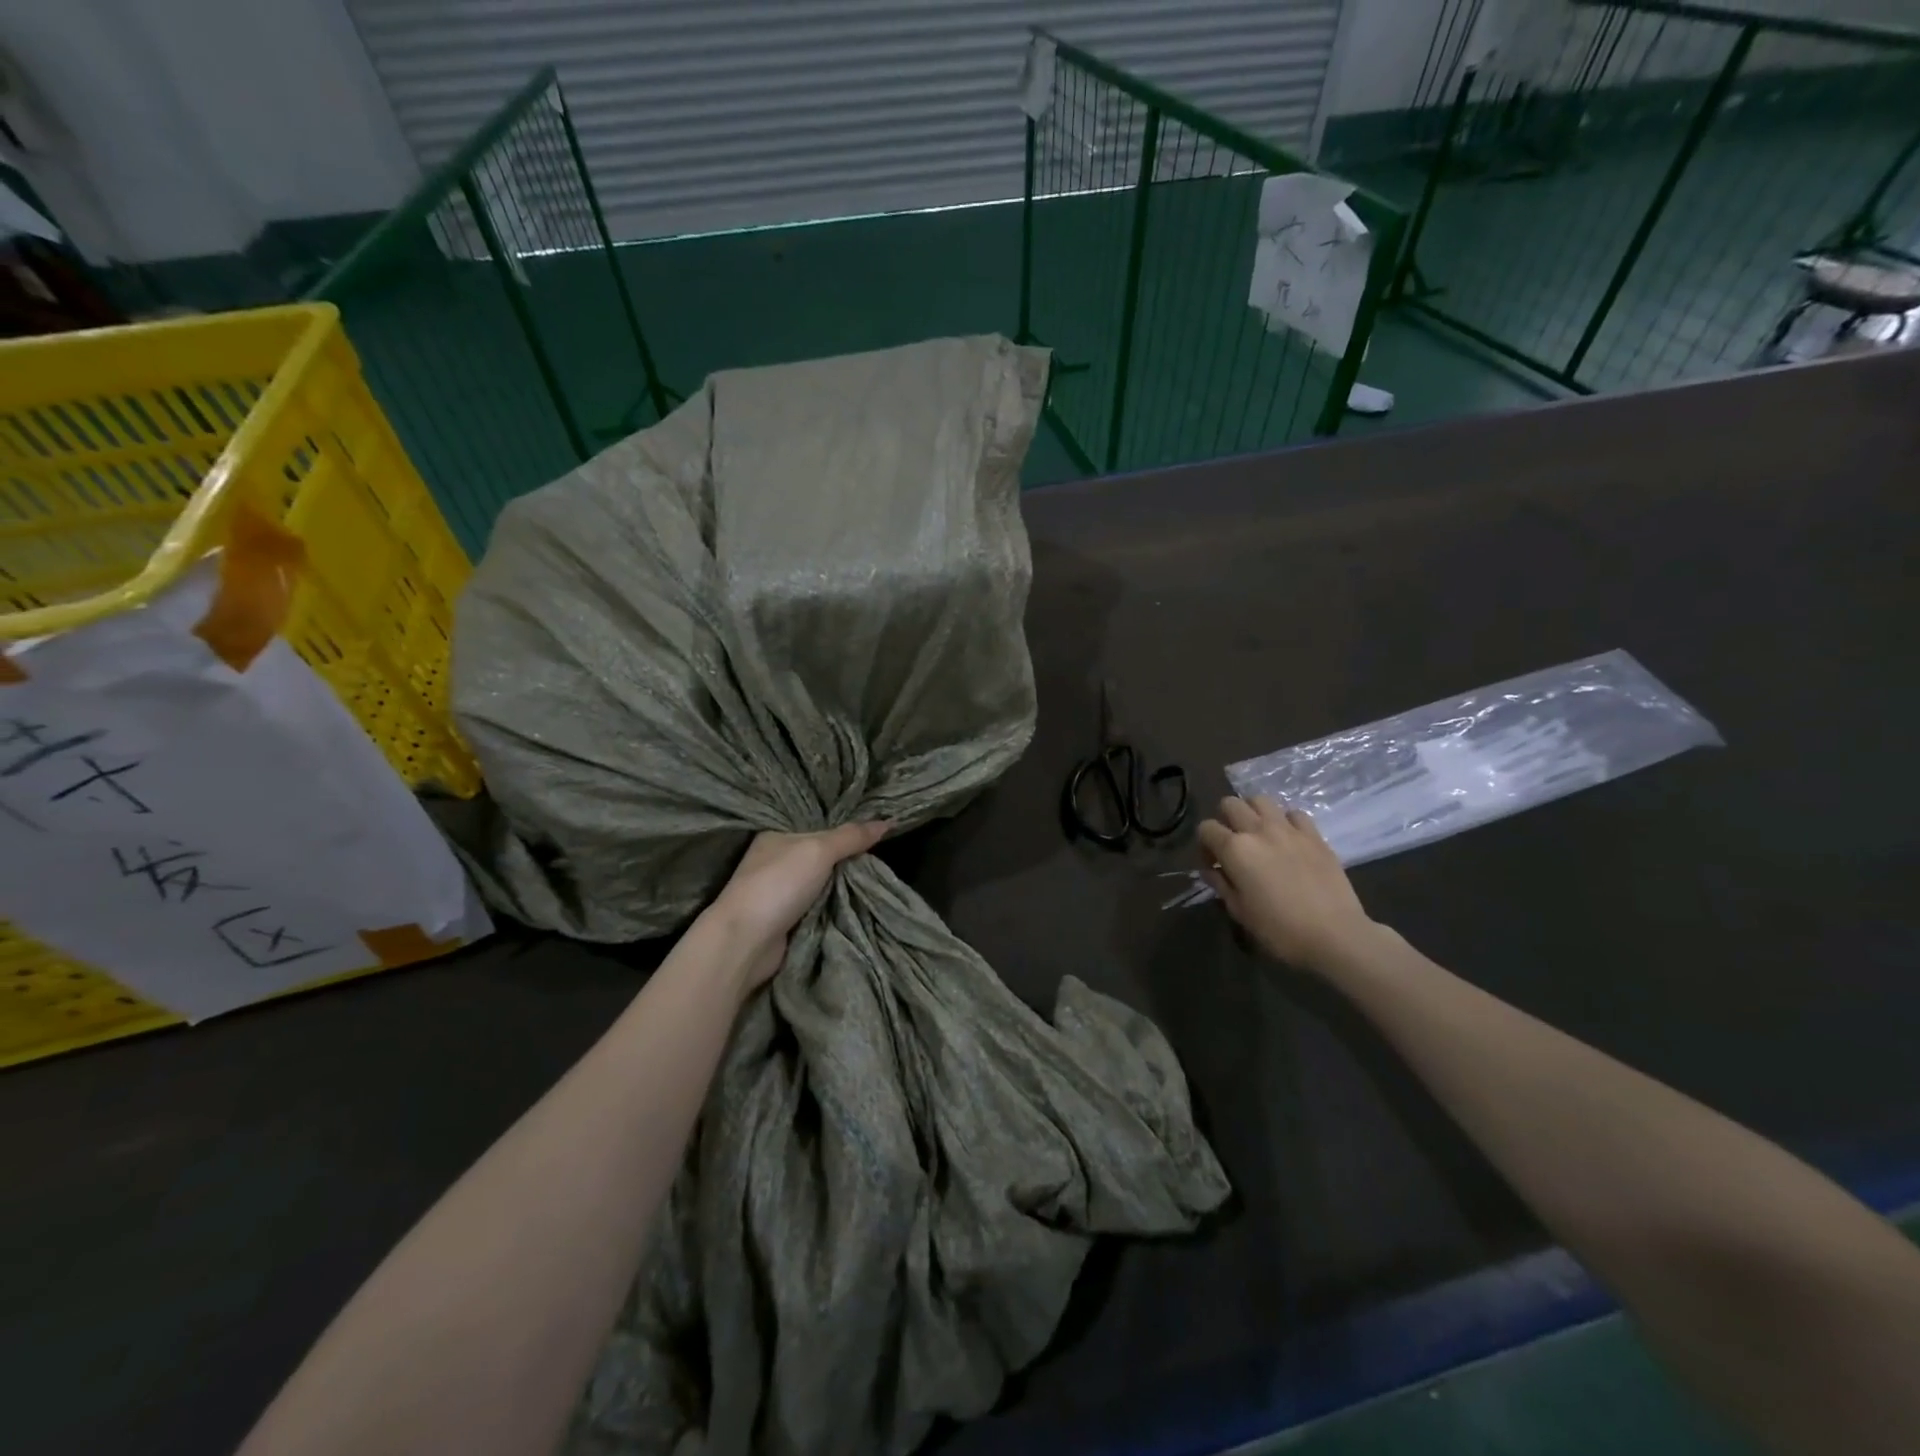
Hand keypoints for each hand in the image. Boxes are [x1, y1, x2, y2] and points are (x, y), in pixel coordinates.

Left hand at [708, 823, 888, 991]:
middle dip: (849, 855)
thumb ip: (851, 836)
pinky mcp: (787, 918)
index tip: (876, 825)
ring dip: (845, 883)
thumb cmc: (779, 884)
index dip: (844, 824)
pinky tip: (861, 900)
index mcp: (777, 835)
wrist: (746, 941)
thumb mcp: (819, 850)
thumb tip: (888, 821)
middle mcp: (777, 860)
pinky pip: (821, 905)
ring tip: (881, 874)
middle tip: (885, 851)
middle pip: (823, 853)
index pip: (817, 824)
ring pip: (824, 881)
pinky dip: (836, 904)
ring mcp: (781, 891)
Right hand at [1198, 797, 1379, 972]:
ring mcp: (1288, 829)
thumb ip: (1220, 884)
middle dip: (1224, 820)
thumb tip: (1210, 870)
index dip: (1204, 845)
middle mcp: (1258, 830)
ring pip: (1261, 800)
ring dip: (1253, 813)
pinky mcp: (1315, 835)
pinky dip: (1286, 821)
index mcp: (1234, 849)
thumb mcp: (1239, 911)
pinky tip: (1288, 840)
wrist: (1335, 935)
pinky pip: (1294, 813)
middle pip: (1230, 804)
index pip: (1206, 828)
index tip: (1212, 864)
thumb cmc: (1280, 929)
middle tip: (1233, 844)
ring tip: (1258, 835)